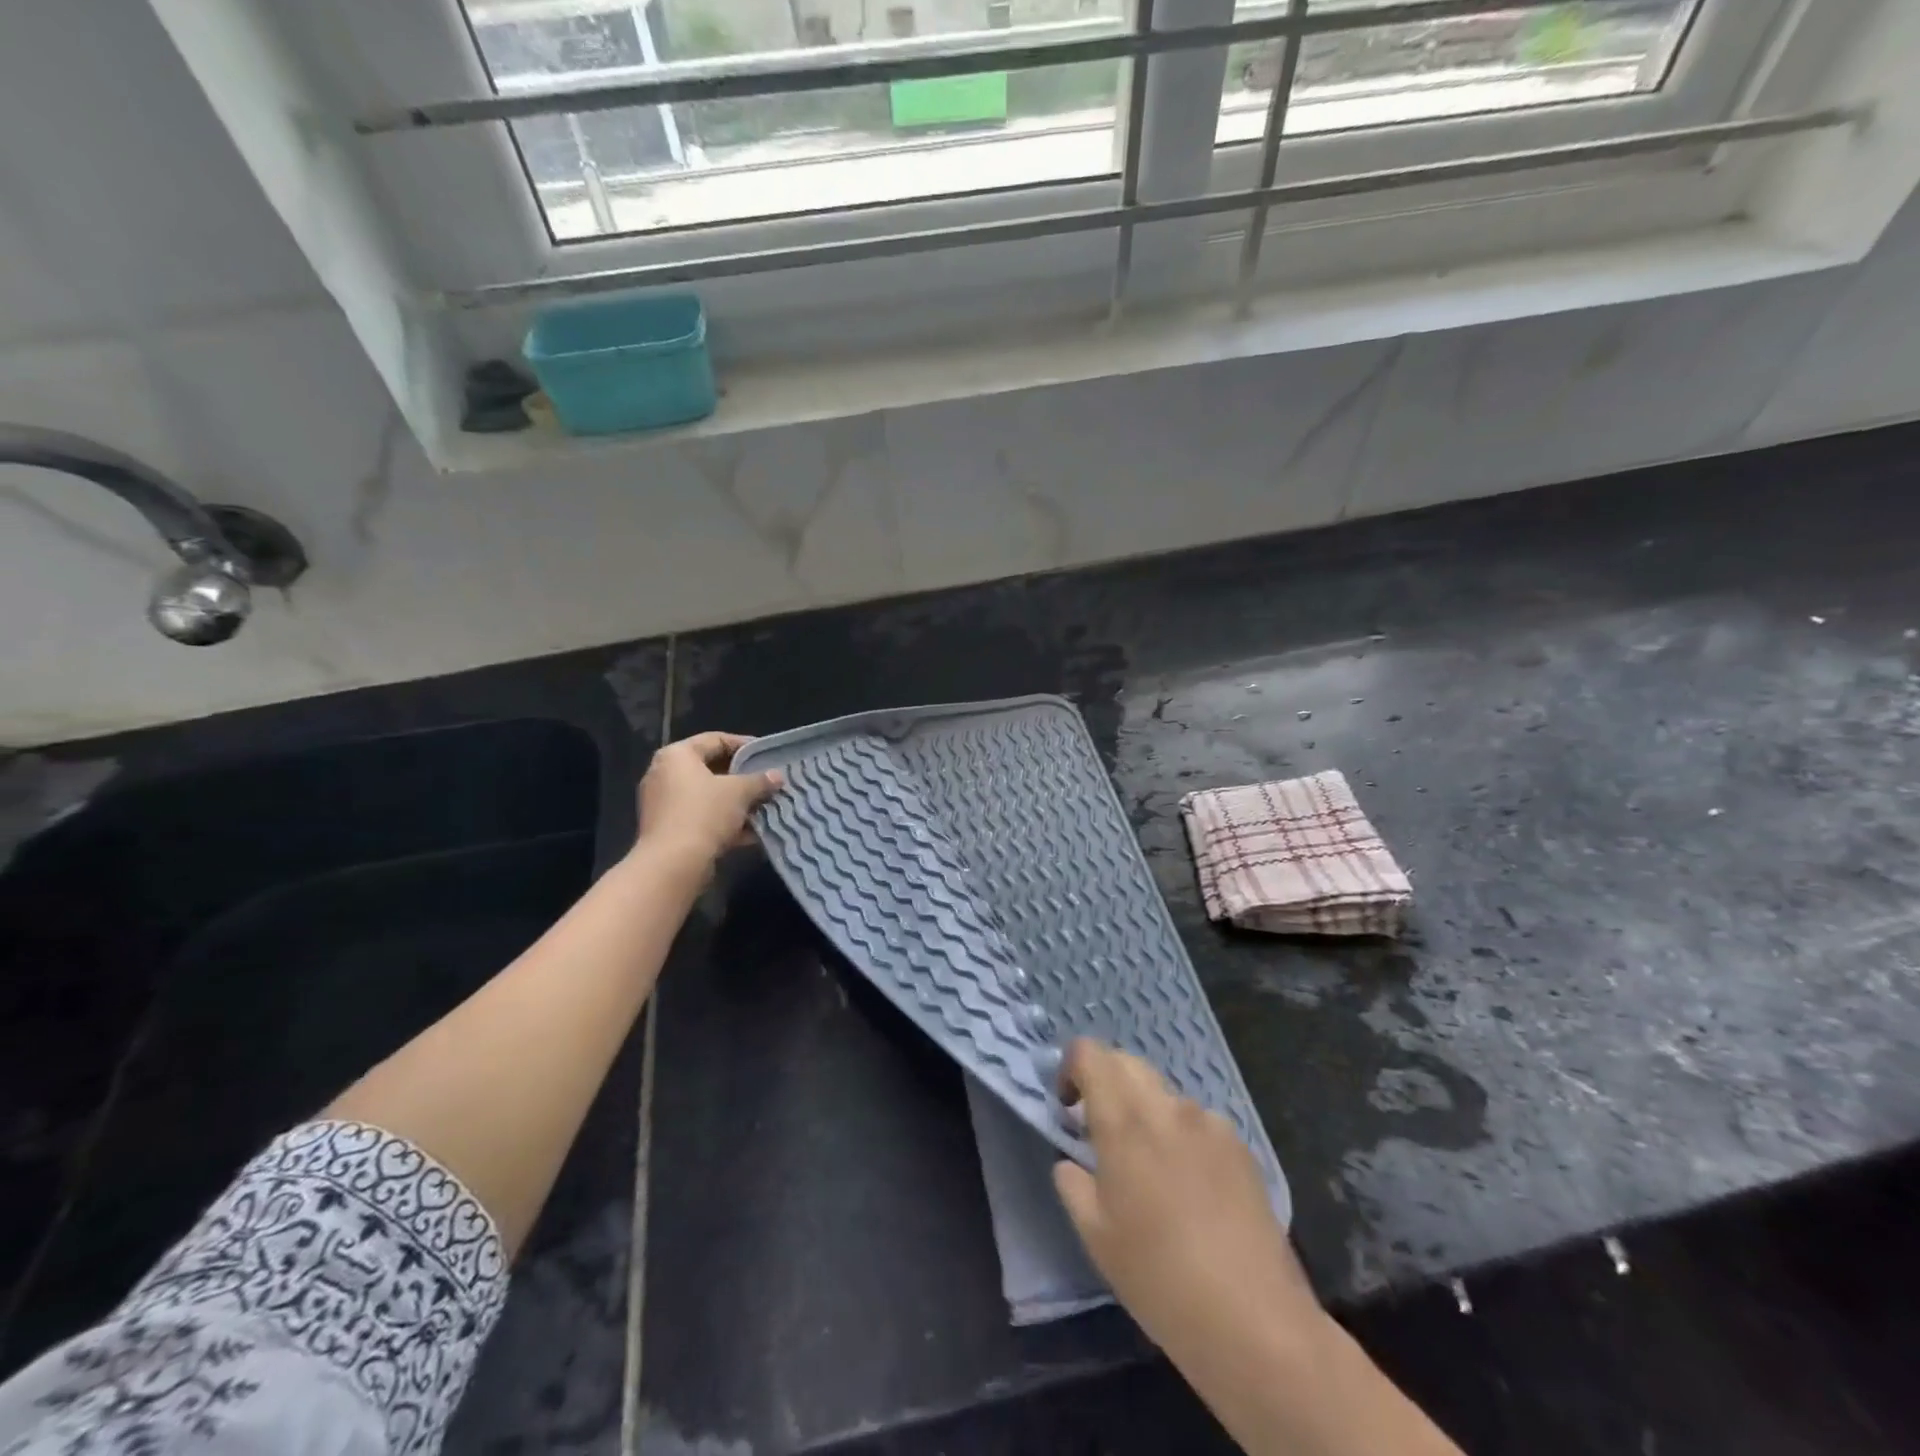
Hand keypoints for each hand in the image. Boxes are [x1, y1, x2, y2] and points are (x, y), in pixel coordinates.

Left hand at [635, 731, 781, 871]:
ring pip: (708, 796)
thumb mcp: (740, 792)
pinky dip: (724, 822)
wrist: (672, 863)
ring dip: (736, 803)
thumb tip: (777, 776)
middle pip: (711, 769)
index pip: (715, 740)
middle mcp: (664, 774)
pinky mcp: (667, 830)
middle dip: (742, 778)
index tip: (767, 755)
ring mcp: (663, 804)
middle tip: (767, 782)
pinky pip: (701, 818)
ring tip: (763, 808)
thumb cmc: (704, 813)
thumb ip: (760, 781)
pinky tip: (750, 833)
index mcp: (677, 756)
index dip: (744, 745)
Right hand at [1053, 1040, 1322, 1370]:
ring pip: (1163, 1093)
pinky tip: (1190, 1187)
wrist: (1253, 1319)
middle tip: (1099, 1131)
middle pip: (1127, 1063)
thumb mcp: (1095, 1235)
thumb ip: (1072, 1182)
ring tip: (1149, 1167)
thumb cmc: (1158, 1277)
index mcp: (1124, 1121)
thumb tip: (1072, 1159)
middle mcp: (1166, 1107)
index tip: (1068, 1107)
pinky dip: (1179, 1134)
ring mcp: (1208, 1122)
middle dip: (1105, 1082)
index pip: (1090, 1053)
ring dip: (1144, 1110)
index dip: (1071, 1067)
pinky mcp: (1240, 1145)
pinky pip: (1197, 1121)